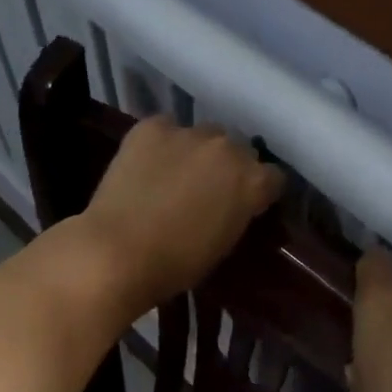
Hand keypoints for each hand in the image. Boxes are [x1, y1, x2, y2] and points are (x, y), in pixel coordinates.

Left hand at [76, 118, 284, 317]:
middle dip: (228, 167)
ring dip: (196, 152)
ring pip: (203, 135)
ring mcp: (189, 133)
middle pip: (238, 150)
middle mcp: (228, 148)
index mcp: (253, 182)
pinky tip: (146, 165)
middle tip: (207, 190)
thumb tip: (232, 204)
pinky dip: (161, 143)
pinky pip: (166, 128)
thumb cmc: (175, 264)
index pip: (273, 177)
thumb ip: (237, 213)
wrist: (117, 252)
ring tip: (173, 175)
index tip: (246, 205)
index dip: (259, 191)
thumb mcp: (223, 244)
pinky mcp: (152, 127)